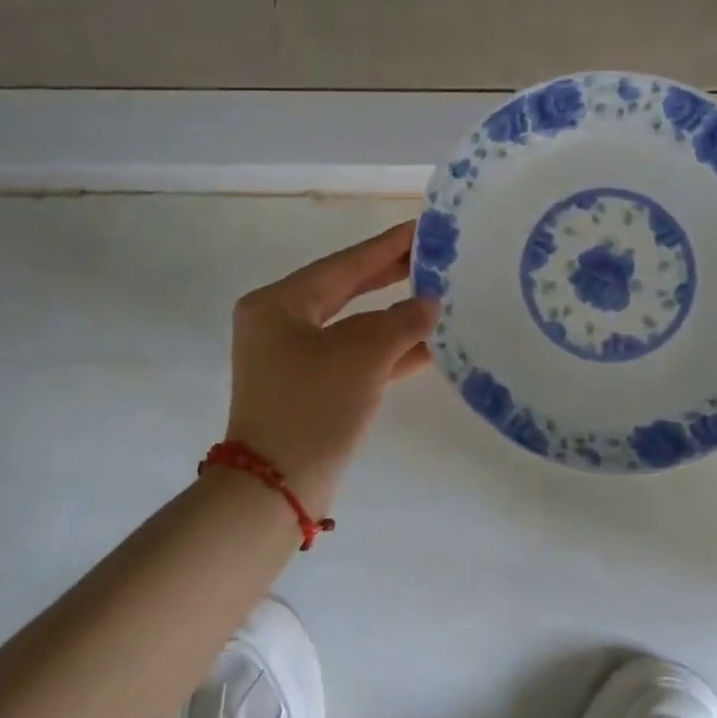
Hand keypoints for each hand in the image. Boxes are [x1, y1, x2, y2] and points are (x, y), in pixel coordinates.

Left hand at [225, 221, 435, 512]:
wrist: (276, 488)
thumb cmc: (313, 407)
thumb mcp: (362, 356)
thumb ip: (401, 322)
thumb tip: (429, 304)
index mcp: (279, 304)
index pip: (344, 265)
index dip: (387, 247)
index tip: (422, 229)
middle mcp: (281, 326)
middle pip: (347, 292)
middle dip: (391, 277)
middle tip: (434, 259)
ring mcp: (294, 360)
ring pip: (355, 328)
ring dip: (395, 318)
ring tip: (440, 298)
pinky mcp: (311, 390)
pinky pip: (355, 359)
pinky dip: (388, 353)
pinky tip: (427, 346)